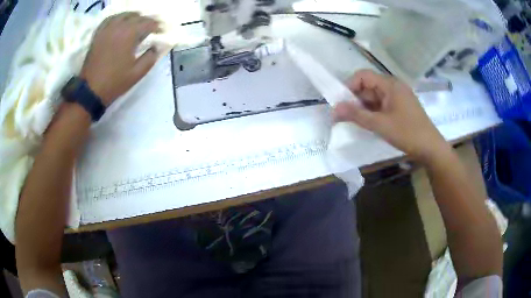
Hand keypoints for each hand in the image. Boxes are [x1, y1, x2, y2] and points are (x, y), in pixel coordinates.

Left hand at [80, 12, 160, 105]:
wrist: (90, 90)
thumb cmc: (114, 82)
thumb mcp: (137, 73)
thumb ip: (150, 58)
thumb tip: (156, 47)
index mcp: (130, 34)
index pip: (148, 23)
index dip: (157, 26)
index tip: (161, 31)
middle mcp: (119, 26)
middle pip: (136, 17)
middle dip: (146, 21)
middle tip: (151, 28)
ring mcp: (107, 29)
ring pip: (123, 15)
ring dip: (133, 17)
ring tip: (137, 23)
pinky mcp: (98, 34)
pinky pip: (110, 19)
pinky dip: (118, 18)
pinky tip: (120, 23)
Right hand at [334, 69, 449, 161]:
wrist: (431, 148)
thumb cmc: (407, 133)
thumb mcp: (380, 124)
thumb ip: (356, 115)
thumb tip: (334, 109)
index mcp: (390, 84)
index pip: (363, 76)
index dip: (349, 86)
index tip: (341, 103)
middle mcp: (394, 86)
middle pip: (368, 86)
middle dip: (355, 100)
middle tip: (345, 116)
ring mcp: (398, 97)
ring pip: (375, 97)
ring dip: (364, 108)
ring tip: (356, 122)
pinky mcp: (401, 107)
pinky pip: (382, 105)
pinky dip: (373, 112)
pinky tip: (370, 124)